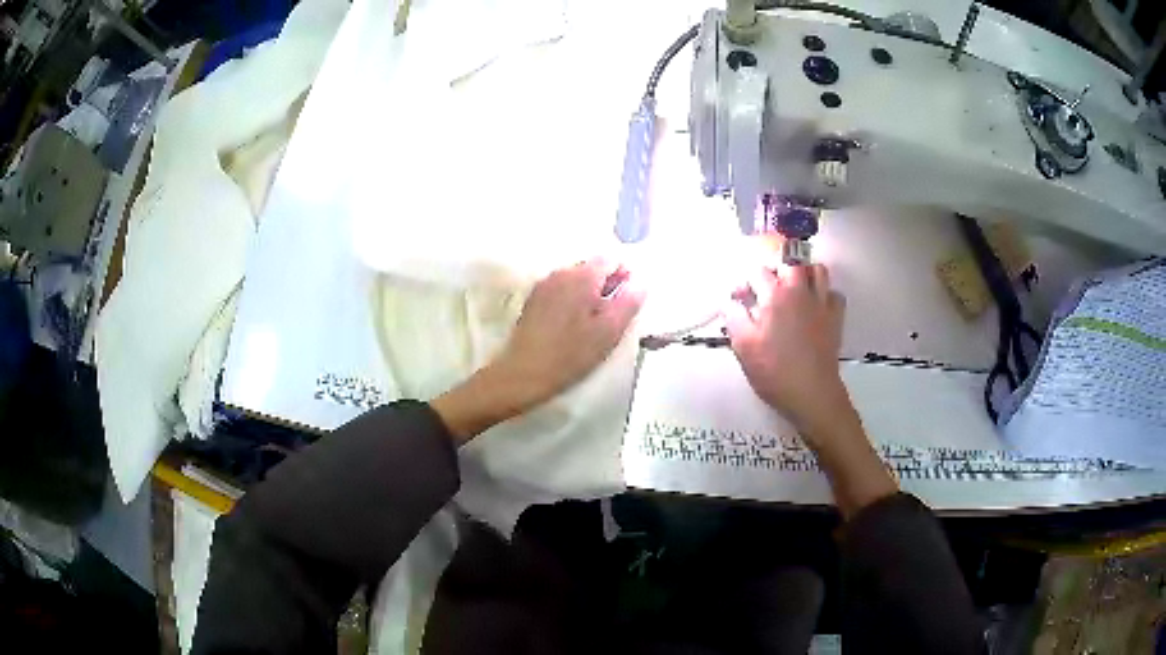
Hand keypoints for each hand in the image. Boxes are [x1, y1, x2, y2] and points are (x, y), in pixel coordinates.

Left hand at [432, 259, 644, 442]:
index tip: (626, 304)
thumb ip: (628, 303)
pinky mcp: (533, 300)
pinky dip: (571, 301)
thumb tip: (640, 283)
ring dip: (589, 295)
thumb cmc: (571, 354)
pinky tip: (571, 327)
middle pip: (593, 268)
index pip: (612, 260)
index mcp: (582, 277)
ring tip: (592, 325)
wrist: (524, 373)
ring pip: (576, 280)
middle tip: (611, 318)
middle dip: (607, 286)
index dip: (625, 278)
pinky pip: (561, 291)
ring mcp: (544, 285)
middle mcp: (562, 273)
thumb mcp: (608, 332)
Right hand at [723, 264, 848, 436]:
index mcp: (774, 296)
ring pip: (817, 269)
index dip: (744, 281)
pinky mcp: (836, 317)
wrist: (811, 393)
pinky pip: (833, 293)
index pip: (757, 271)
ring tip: (794, 288)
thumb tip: (728, 301)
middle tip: (767, 285)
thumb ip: (733, 318)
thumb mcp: (743, 347)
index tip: (739, 298)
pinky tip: (815, 307)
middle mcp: (800, 291)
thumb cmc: (774, 371)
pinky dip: (824, 294)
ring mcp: (822, 303)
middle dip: (776, 266)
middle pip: (791, 259)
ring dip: (804, 273)